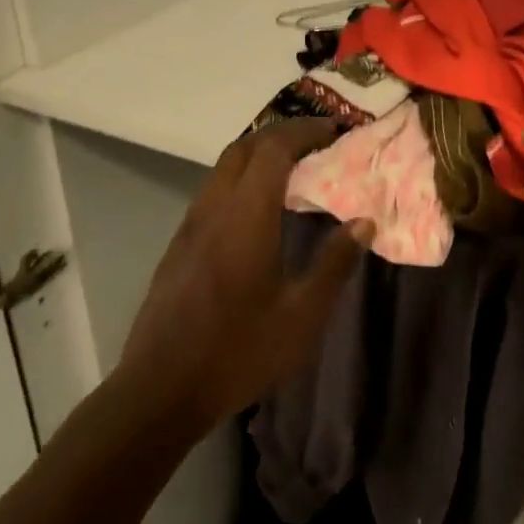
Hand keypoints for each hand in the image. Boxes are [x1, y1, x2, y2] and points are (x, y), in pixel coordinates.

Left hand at [115, 119, 373, 433]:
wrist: (158, 393)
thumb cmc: (237, 352)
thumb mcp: (301, 316)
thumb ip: (334, 263)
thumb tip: (364, 222)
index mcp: (245, 215)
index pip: (274, 148)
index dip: (306, 130)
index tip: (336, 130)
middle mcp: (214, 208)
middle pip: (245, 147)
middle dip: (282, 134)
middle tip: (318, 142)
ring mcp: (191, 226)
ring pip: (224, 167)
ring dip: (259, 155)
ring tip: (294, 169)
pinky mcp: (179, 245)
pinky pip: (214, 191)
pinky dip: (242, 179)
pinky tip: (260, 210)